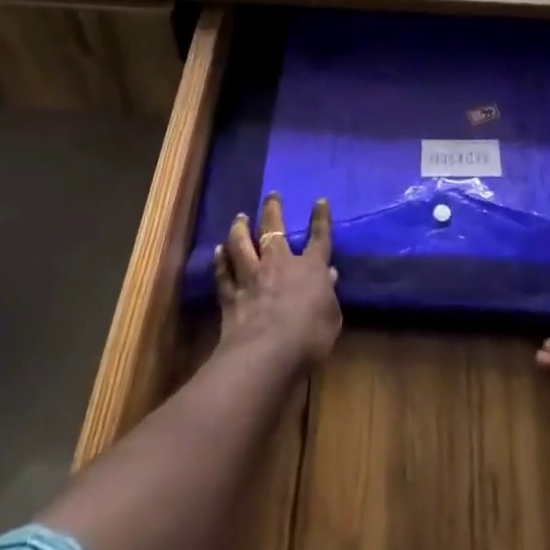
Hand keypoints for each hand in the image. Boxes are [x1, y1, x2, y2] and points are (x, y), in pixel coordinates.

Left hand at [214, 193, 341, 371]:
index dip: (321, 219)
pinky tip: (218, 251)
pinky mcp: (231, 296)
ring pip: (242, 245)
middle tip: (271, 195)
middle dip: (273, 210)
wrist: (266, 354)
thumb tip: (330, 275)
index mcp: (309, 269)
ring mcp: (252, 278)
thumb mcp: (331, 318)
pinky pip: (224, 272)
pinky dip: (221, 260)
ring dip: (240, 229)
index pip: (319, 238)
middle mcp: (279, 264)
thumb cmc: (309, 338)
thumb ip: (329, 295)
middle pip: (274, 230)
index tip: (320, 201)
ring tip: (239, 217)